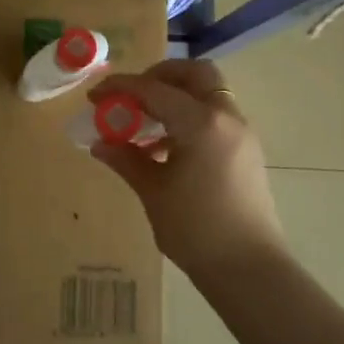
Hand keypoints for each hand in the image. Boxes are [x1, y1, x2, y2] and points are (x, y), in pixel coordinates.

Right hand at [86, 59, 285, 272]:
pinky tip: (166, 148)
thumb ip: (126, 160)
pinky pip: (216, 116)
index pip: (154, 89)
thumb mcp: (153, 192)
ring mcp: (241, 133)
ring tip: (145, 125)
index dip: (121, 87)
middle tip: (133, 96)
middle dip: (160, 76)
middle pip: (195, 73)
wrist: (249, 269)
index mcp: (201, 122)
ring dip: (176, 97)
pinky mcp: (246, 151)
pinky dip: (191, 117)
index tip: (95, 95)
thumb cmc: (196, 230)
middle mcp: (226, 117)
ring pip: (208, 94)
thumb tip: (100, 143)